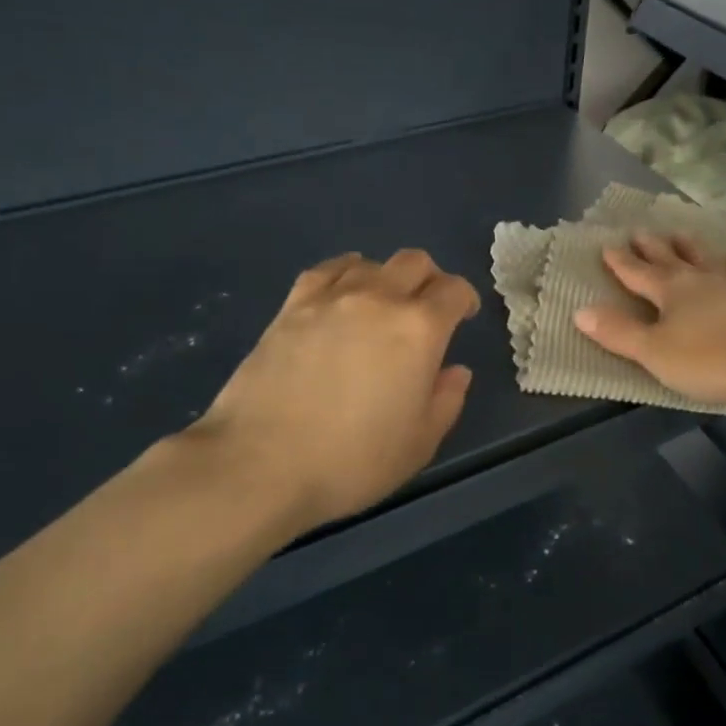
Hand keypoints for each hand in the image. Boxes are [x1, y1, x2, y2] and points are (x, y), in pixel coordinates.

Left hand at [186, 250, 480, 531]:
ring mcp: (331, 298)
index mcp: (419, 329)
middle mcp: (379, 299)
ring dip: (387, 277)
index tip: (463, 317)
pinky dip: (344, 274)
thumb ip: (446, 400)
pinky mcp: (292, 306)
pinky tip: (341, 294)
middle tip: (427, 309)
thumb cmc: (352, 460)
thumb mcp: (419, 443)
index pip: (453, 290)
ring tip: (381, 305)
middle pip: (415, 262)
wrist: (261, 463)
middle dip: (430, 279)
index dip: (464, 299)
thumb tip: (455, 371)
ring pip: (371, 262)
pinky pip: (326, 270)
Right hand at [573, 232, 725, 407]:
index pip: (638, 274)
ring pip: (707, 261)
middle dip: (652, 249)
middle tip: (640, 231)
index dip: (621, 263)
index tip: (607, 246)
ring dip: (692, 248)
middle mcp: (699, 282)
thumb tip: (580, 311)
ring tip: (682, 233)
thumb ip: (619, 333)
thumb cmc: (709, 360)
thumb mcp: (654, 353)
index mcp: (670, 293)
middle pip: (670, 261)